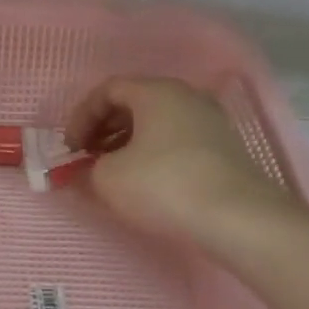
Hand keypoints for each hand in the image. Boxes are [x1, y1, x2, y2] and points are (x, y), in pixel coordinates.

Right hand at [66, 76, 285, 245]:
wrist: (238, 218)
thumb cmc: (164, 186)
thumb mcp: (108, 179)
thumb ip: (85, 171)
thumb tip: (79, 173)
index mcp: (156, 91)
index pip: (107, 90)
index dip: (81, 117)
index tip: (70, 148)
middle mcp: (186, 96)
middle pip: (133, 103)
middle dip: (103, 130)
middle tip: (88, 159)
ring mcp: (210, 121)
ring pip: (157, 123)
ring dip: (127, 144)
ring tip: (114, 173)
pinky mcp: (224, 148)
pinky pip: (177, 140)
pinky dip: (153, 154)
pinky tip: (146, 183)